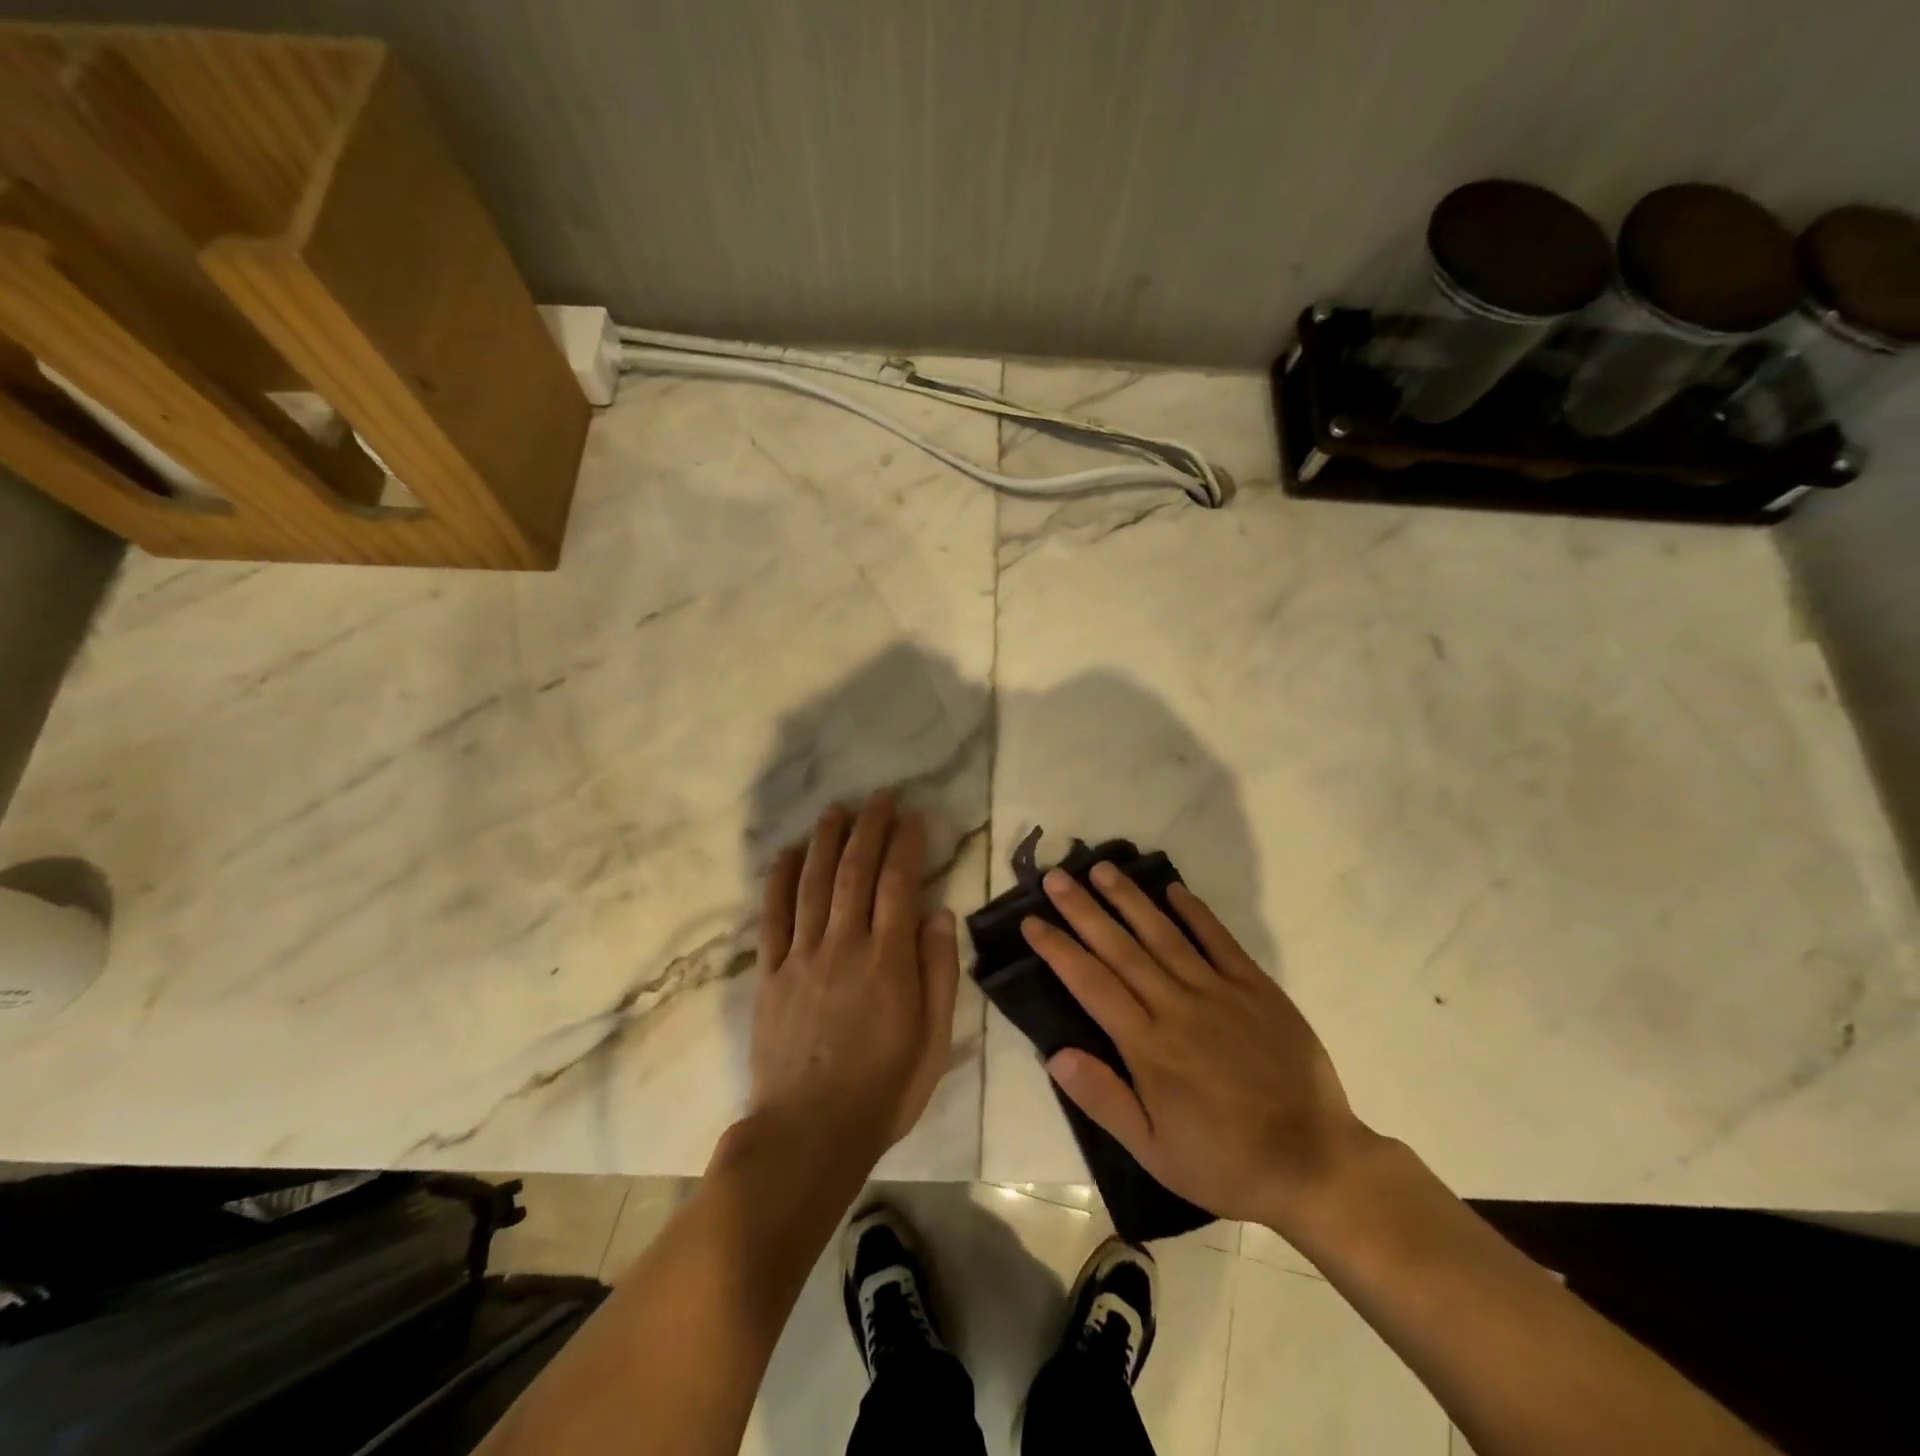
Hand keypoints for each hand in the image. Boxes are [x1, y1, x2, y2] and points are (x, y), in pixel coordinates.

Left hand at [749, 791, 959, 1166]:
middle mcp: (844, 946)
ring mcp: (802, 957)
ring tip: (837, 809)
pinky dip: (779, 880)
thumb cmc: (883, 1090)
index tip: (913, 815)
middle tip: (879, 796)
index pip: (898, 885)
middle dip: (869, 828)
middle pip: (855, 872)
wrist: (808, 1133)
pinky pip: (773, 917)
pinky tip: (787, 853)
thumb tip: (939, 913)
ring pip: (814, 884)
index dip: (906, 844)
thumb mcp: (933, 1041)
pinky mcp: (771, 974)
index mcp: (888, 962)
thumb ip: (938, 973)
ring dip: (826, 841)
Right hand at [1023, 865, 1378, 1230]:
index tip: (1031, 922)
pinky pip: (1219, 941)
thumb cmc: (1226, 1163)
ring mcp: (1219, 992)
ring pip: (1164, 934)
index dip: (1059, 949)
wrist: (1315, 1164)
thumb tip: (1055, 1054)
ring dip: (1130, 899)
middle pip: (1121, 949)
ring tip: (1102, 868)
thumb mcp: (1154, 1152)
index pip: (1092, 984)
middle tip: (1056, 877)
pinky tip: (1173, 888)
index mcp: (1149, 1047)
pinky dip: (1195, 912)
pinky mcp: (1256, 988)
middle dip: (1084, 910)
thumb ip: (1104, 1099)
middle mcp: (1178, 1007)